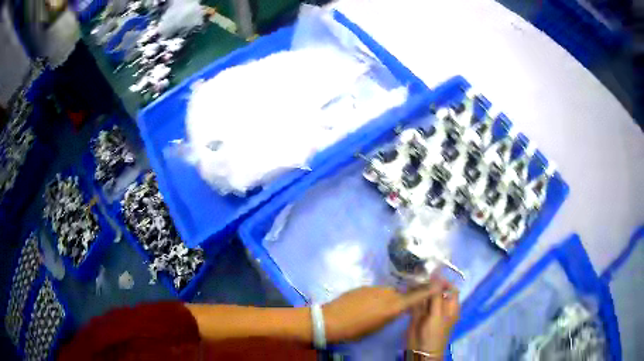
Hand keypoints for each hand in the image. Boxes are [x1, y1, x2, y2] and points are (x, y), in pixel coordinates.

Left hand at [322, 285, 443, 342]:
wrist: (329, 320)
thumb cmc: (354, 330)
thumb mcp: (377, 327)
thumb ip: (390, 315)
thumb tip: (396, 309)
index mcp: (392, 307)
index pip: (416, 296)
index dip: (428, 289)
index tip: (439, 283)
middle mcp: (386, 294)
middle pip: (402, 292)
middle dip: (403, 298)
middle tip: (398, 308)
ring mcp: (374, 288)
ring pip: (388, 291)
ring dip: (388, 298)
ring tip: (379, 309)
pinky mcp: (363, 287)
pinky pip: (376, 291)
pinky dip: (376, 297)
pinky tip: (366, 305)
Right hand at [407, 278, 458, 357]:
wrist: (420, 351)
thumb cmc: (434, 333)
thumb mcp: (437, 315)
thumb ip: (436, 297)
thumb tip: (437, 277)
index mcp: (451, 306)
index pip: (450, 289)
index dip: (443, 281)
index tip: (432, 274)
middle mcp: (440, 306)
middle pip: (437, 291)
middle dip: (429, 283)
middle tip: (419, 274)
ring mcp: (428, 311)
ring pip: (425, 296)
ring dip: (419, 288)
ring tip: (412, 279)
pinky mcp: (417, 315)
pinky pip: (416, 302)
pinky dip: (412, 296)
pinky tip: (407, 289)